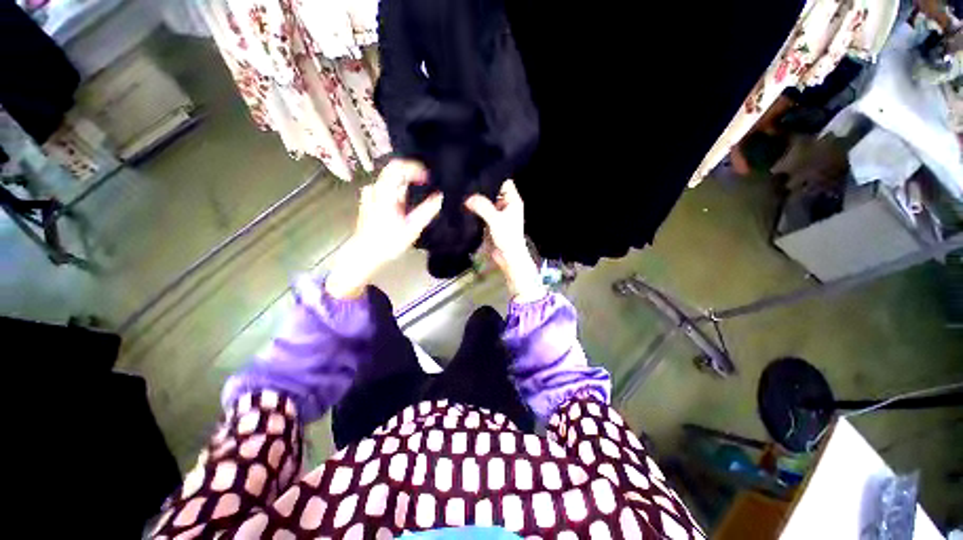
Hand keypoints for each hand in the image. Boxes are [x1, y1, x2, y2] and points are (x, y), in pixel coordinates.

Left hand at [326, 160, 442, 298]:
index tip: (428, 178)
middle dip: (411, 173)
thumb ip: (427, 210)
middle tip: (425, 183)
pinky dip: (396, 188)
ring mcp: (371, 194)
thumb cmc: (389, 242)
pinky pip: (384, 186)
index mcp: (386, 194)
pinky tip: (402, 200)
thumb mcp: (412, 228)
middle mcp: (376, 190)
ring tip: (417, 192)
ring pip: (389, 178)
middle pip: (393, 169)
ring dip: (404, 181)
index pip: (399, 167)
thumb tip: (441, 197)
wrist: (366, 253)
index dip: (415, 168)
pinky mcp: (369, 200)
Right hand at [465, 180, 545, 301]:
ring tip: (461, 190)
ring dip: (476, 198)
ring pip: (486, 201)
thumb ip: (483, 207)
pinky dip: (474, 208)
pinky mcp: (489, 221)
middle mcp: (505, 204)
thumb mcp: (496, 220)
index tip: (477, 170)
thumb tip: (467, 197)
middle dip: (481, 187)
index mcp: (512, 200)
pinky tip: (463, 203)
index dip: (492, 175)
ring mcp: (496, 212)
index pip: (503, 181)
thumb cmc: (507, 238)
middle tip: (465, 180)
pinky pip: (481, 211)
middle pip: (492, 190)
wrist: (507, 258)